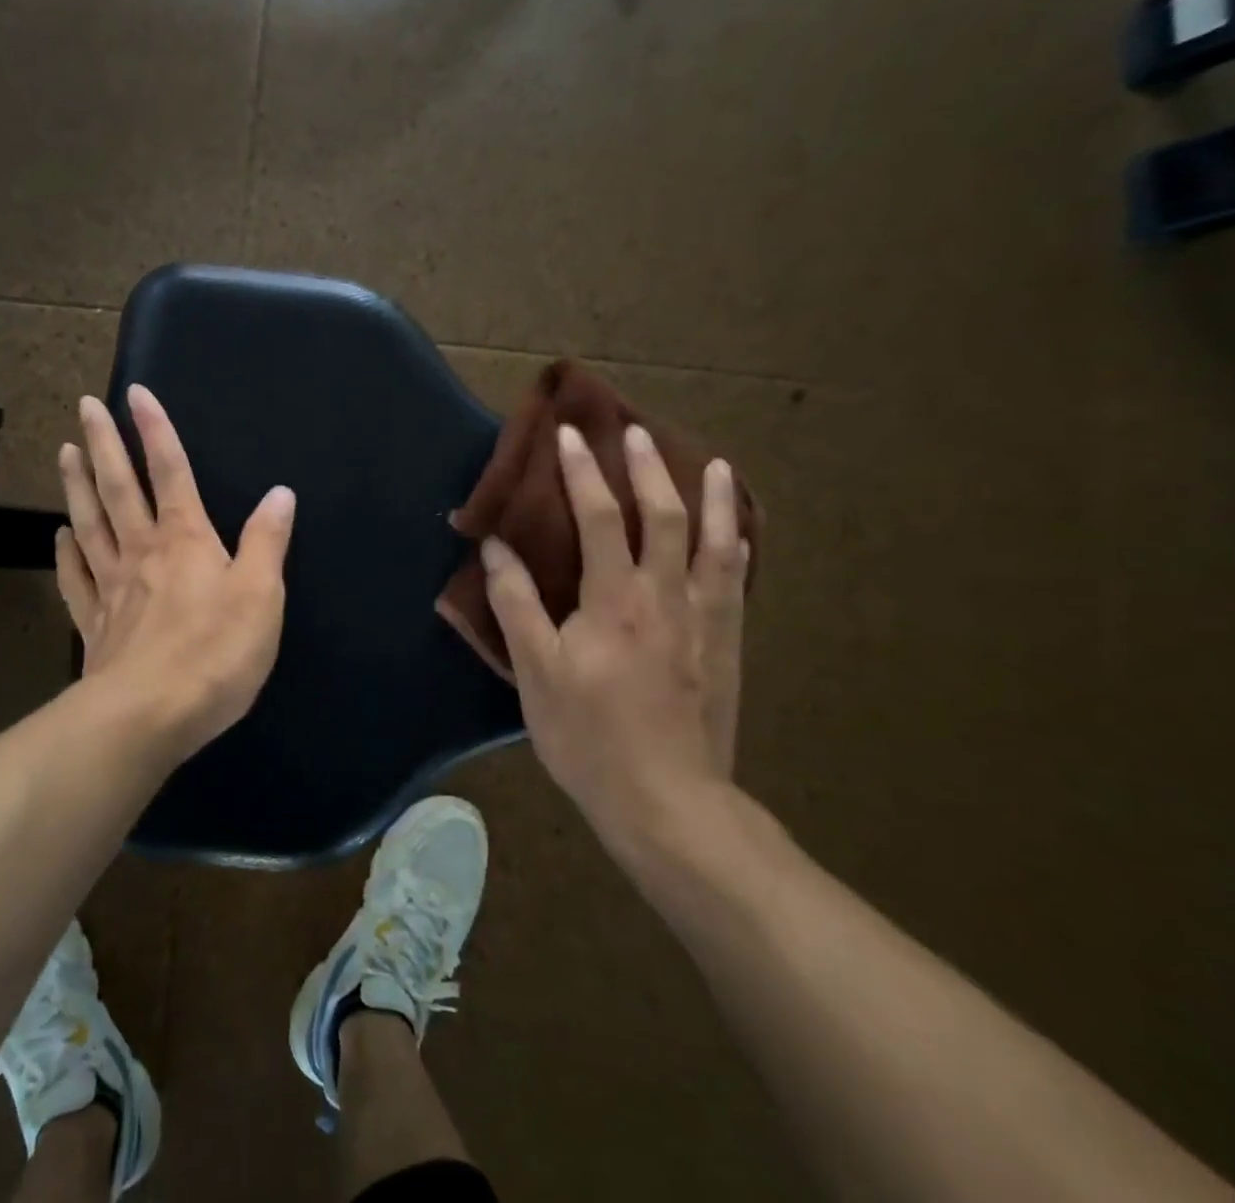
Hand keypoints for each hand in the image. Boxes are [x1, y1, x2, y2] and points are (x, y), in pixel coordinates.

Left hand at [55, 385, 296, 761]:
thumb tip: (280, 493)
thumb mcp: (261, 595)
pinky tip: (60, 535)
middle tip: (84, 406)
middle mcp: (143, 551)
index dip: (155, 431)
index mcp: (186, 539)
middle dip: (103, 444)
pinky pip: (77, 577)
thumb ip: (267, 541)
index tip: (135, 393)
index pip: (171, 471)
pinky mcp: (95, 623)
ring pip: (91, 523)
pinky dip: (67, 552)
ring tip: (65, 451)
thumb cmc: (215, 653)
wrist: (150, 716)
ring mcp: (113, 586)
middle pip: (120, 487)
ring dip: (78, 485)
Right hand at [481, 422, 748, 862]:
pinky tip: (737, 538)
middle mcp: (665, 597)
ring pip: (714, 545)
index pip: (599, 518)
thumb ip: (516, 604)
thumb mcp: (535, 672)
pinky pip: (735, 585)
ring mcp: (704, 622)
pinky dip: (735, 551)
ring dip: (712, 499)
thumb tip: (497, 547)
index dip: (582, 472)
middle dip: (649, 469)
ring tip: (715, 464)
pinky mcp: (727, 648)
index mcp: (613, 600)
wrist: (667, 802)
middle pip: (664, 517)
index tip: (569, 435)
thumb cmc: (588, 736)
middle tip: (637, 432)